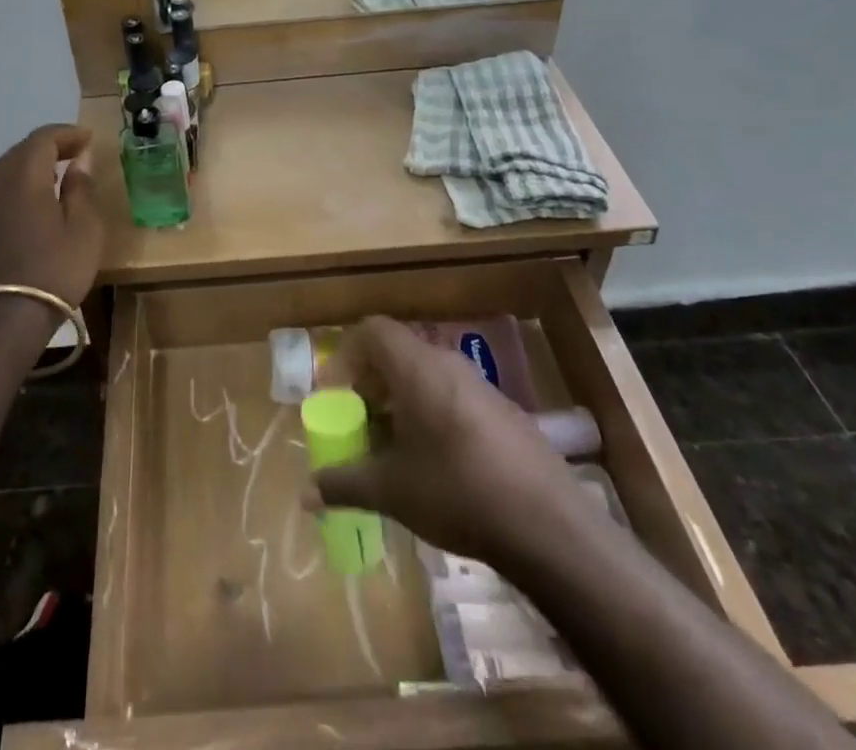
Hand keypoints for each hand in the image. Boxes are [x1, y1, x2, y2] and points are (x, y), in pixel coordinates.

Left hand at [0, 125, 102, 311]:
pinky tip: (38, 200)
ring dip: (34, 165)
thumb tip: (80, 160)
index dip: (67, 134)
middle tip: (77, 153)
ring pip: (8, 170)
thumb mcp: (83, 228)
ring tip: (60, 174)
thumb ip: (81, 188)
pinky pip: (2, 190)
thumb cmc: (54, 269)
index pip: (43, 138)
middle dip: (50, 146)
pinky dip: (22, 184)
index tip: (89, 139)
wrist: (4, 319)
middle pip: (22, 150)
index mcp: (25, 177)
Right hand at [311, 317, 587, 567]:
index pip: (372, 330)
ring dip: (403, 401)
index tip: (337, 393)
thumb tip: (306, 494)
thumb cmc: (457, 492)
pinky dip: (434, 415)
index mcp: (416, 367)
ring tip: (396, 448)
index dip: (347, 354)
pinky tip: (439, 465)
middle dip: (372, 383)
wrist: (549, 526)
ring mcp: (482, 387)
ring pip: (428, 376)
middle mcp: (447, 364)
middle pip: (398, 352)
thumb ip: (344, 484)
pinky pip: (455, 397)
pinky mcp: (506, 413)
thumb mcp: (391, 490)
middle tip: (361, 423)